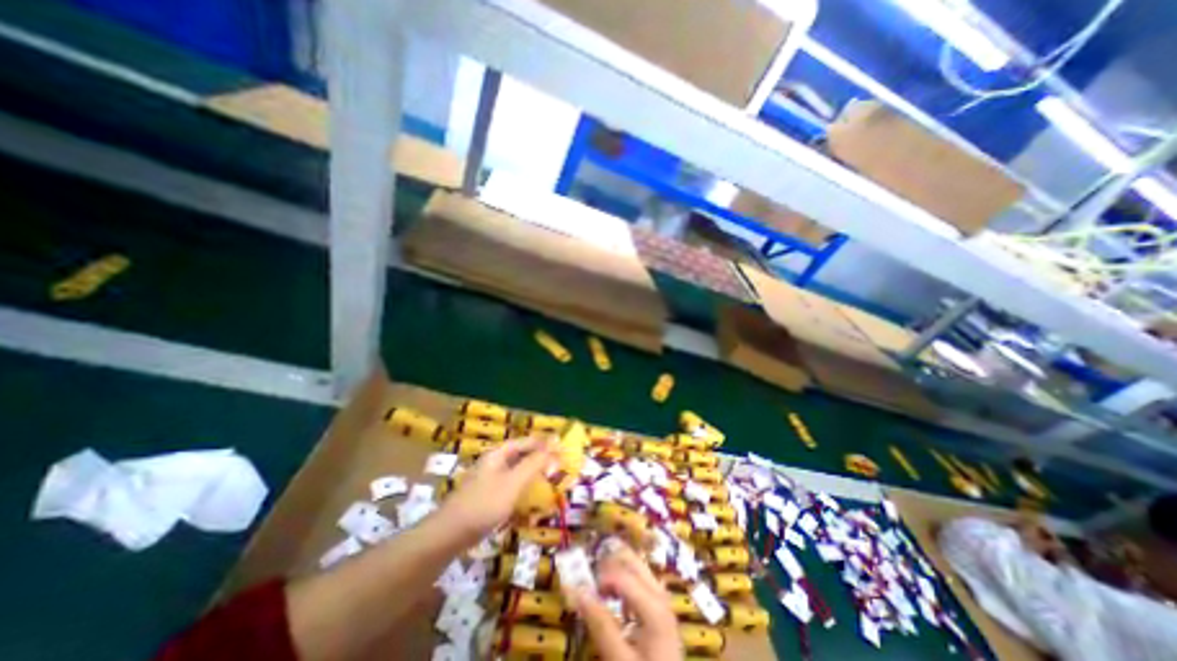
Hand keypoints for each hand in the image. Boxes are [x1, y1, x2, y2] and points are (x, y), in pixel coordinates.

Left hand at [442, 435, 557, 539]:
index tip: (560, 448)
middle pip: (520, 456)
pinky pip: (510, 487)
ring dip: (532, 475)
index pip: (525, 442)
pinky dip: (522, 489)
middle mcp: (493, 463)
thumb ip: (533, 464)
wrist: (449, 534)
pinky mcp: (487, 497)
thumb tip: (553, 446)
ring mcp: (488, 480)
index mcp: (498, 454)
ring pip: (516, 472)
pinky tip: (529, 500)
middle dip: (539, 459)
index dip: (543, 444)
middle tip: (557, 466)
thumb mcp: (513, 482)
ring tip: (548, 481)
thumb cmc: (484, 503)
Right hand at [560, 542, 680, 660]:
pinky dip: (627, 582)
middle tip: (589, 577)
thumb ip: (600, 625)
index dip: (599, 577)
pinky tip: (618, 601)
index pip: (621, 574)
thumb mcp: (620, 659)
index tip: (581, 589)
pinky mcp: (663, 611)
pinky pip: (643, 582)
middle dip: (609, 563)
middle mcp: (661, 595)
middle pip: (633, 562)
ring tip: (600, 588)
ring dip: (618, 570)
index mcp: (653, 604)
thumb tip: (577, 592)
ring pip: (638, 569)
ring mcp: (664, 601)